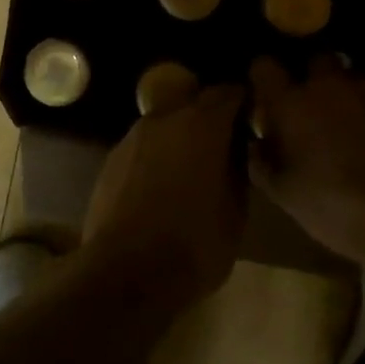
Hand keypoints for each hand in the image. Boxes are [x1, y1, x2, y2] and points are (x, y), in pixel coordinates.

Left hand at [81, 84, 248, 319]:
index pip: (229, 92)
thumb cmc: (194, 243)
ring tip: (190, 166)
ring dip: (180, 134)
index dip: (243, 103)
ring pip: (165, 121)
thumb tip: (236, 148)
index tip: (252, 119)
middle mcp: (166, 117)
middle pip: (192, 99)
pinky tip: (160, 185)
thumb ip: (237, 167)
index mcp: (203, 124)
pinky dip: (156, 154)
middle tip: (223, 142)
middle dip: (209, 113)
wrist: (126, 272)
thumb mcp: (236, 210)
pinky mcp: (112, 157)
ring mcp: (134, 135)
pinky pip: (144, 144)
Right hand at [248, 57, 364, 263]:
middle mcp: (328, 84)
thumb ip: (261, 161)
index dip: (263, 78)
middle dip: (312, 79)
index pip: (264, 66)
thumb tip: (256, 143)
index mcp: (292, 103)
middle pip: (315, 61)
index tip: (266, 97)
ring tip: (352, 126)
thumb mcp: (283, 194)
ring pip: (352, 78)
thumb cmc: (332, 206)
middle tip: (313, 111)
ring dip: (346, 95)